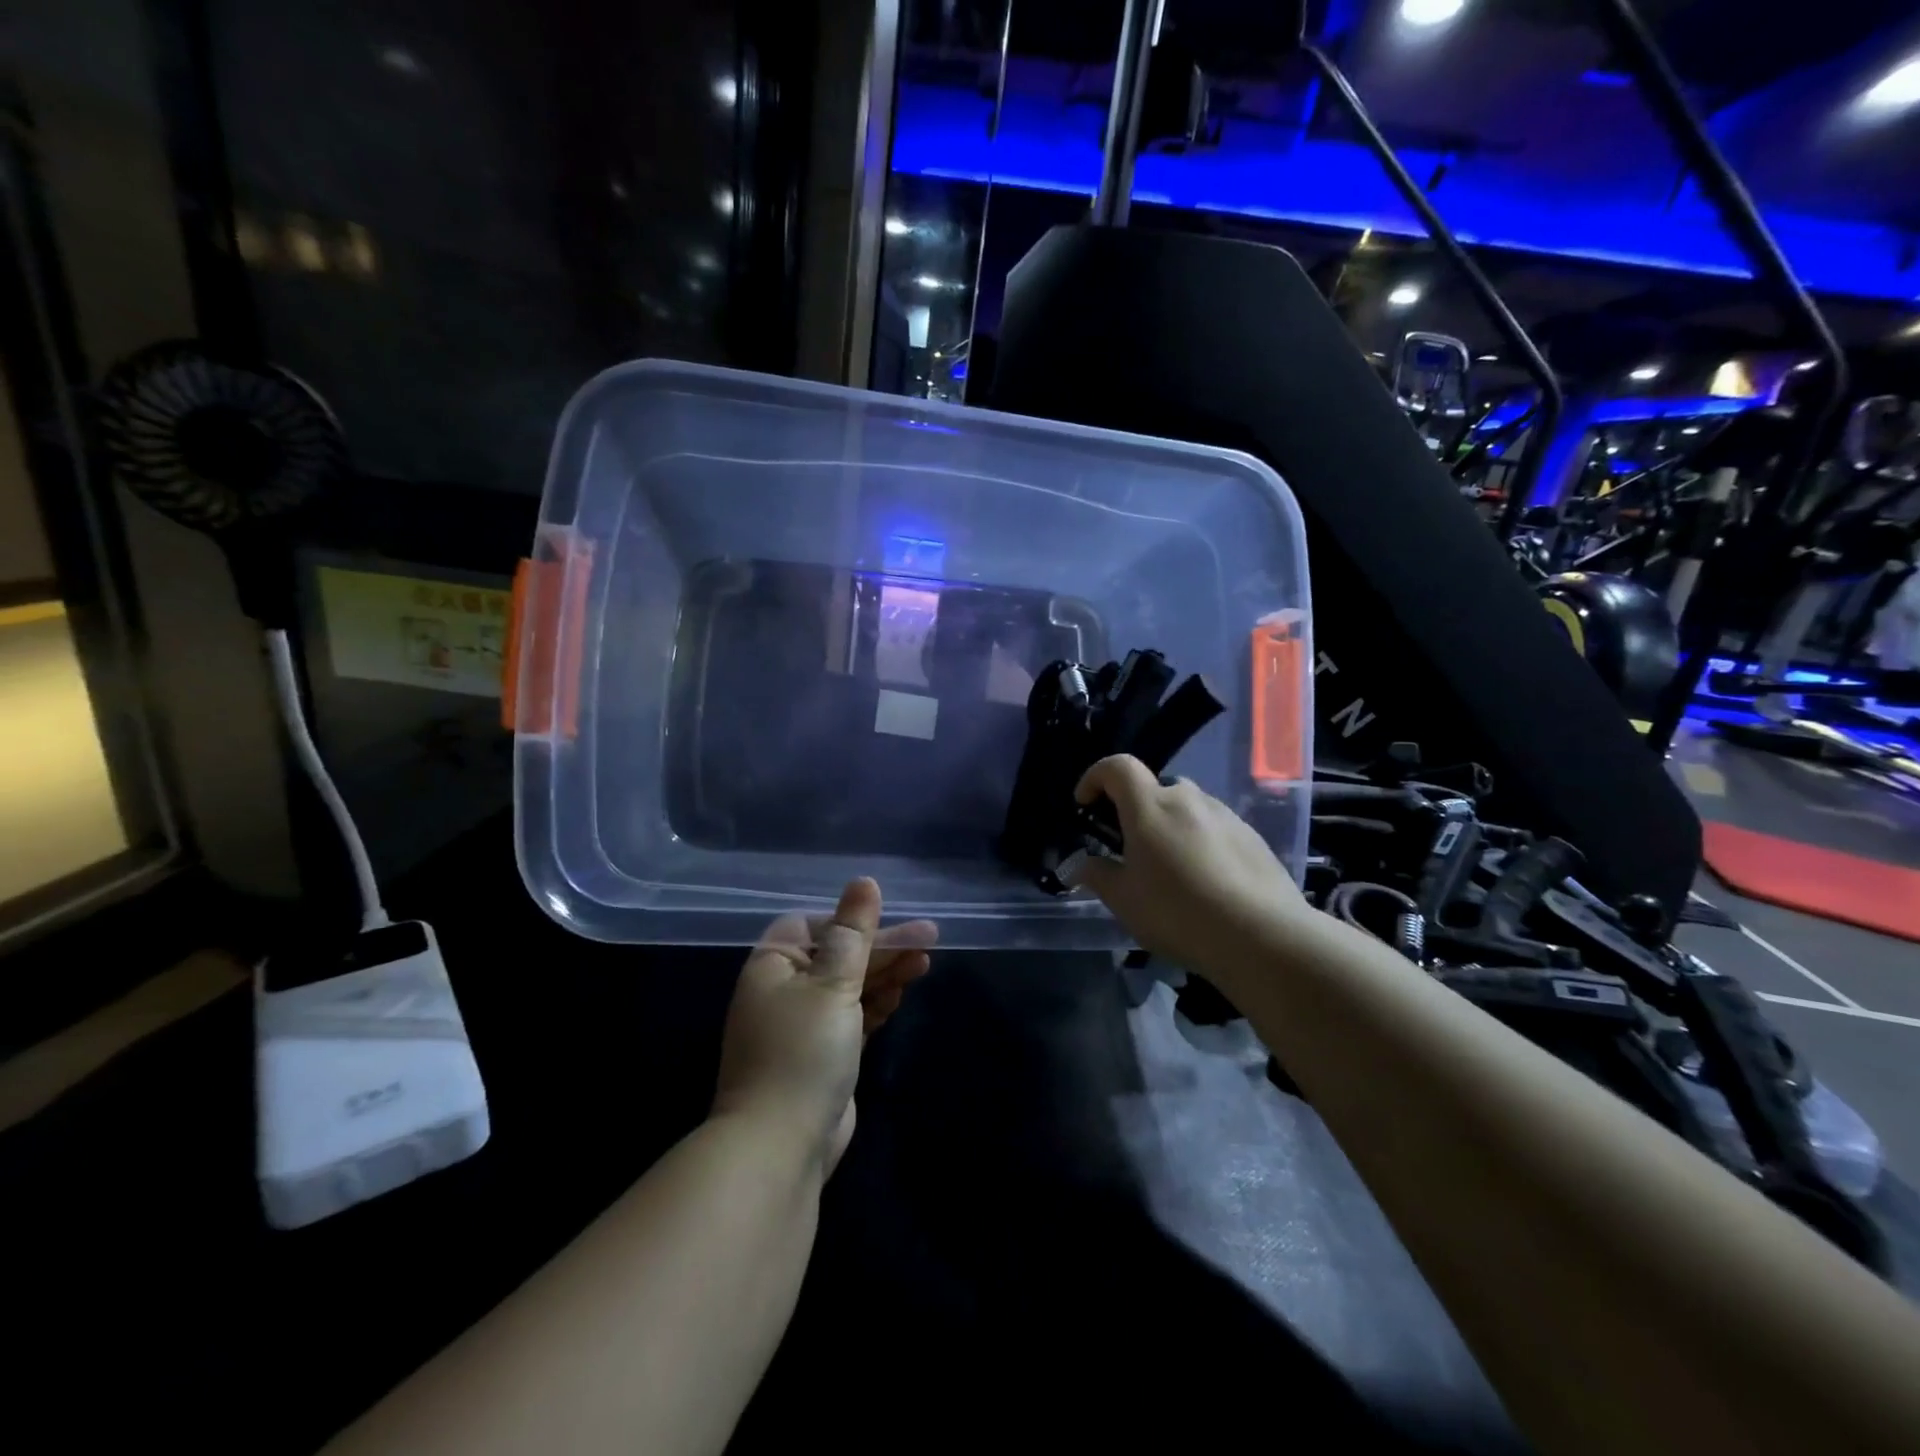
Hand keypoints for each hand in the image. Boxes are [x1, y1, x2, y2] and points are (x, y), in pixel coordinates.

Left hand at [712, 878, 935, 1176]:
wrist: (781, 1146)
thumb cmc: (803, 1050)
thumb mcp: (833, 982)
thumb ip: (854, 932)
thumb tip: (864, 881)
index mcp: (773, 966)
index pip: (812, 926)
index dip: (850, 920)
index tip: (886, 920)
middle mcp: (784, 991)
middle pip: (839, 955)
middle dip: (882, 947)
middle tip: (931, 938)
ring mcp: (804, 1026)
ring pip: (851, 986)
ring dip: (886, 973)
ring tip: (926, 961)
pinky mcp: (824, 1055)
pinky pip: (854, 1016)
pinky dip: (877, 1003)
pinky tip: (903, 993)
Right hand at [1065, 755, 1306, 990]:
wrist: (1263, 936)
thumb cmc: (1179, 913)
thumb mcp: (1124, 901)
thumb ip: (1098, 875)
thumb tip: (1082, 864)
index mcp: (1150, 807)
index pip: (1117, 767)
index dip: (1095, 777)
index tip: (1085, 804)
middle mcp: (1188, 799)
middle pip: (1154, 789)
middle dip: (1136, 812)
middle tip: (1131, 851)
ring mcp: (1225, 815)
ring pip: (1187, 810)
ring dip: (1170, 829)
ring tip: (1171, 874)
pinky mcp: (1252, 837)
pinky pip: (1214, 829)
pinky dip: (1200, 844)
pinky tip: (1206, 884)